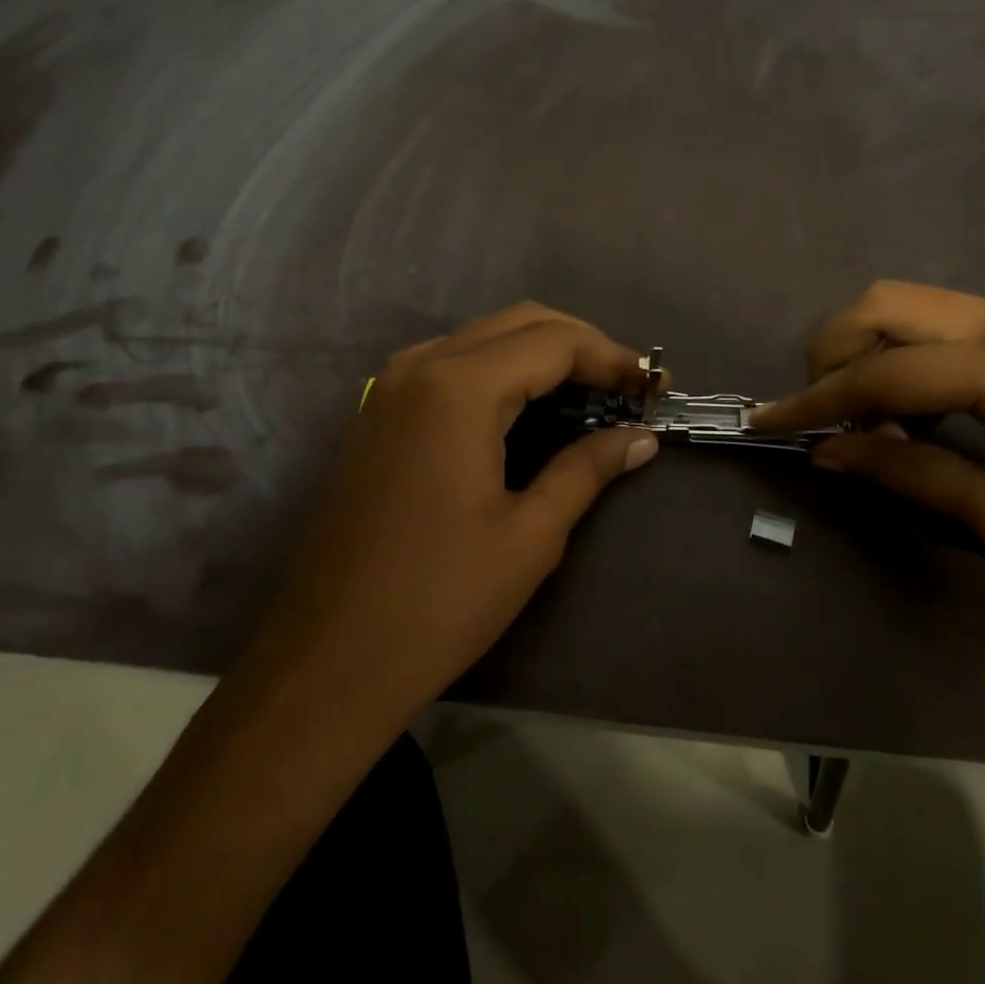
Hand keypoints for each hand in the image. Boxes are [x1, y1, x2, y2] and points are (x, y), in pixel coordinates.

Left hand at [247, 303, 657, 720]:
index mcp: (459, 389)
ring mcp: (390, 387)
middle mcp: (421, 367)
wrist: (329, 661)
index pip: (555, 342)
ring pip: (483, 337)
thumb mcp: (531, 535)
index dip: (613, 358)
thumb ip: (588, 468)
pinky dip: (501, 371)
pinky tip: (528, 410)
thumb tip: (641, 438)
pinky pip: (451, 364)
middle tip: (627, 387)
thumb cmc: (440, 601)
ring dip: (541, 353)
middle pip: (520, 322)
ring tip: (589, 394)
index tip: (655, 387)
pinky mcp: (378, 414)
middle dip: (582, 346)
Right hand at [752, 282, 984, 637]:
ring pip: (915, 304)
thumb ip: (902, 471)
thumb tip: (827, 453)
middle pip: (885, 304)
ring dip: (873, 349)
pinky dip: (913, 353)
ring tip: (872, 419)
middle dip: (834, 351)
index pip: (878, 374)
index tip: (765, 421)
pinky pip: (951, 323)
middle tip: (824, 413)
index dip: (814, 403)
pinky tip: (922, 408)